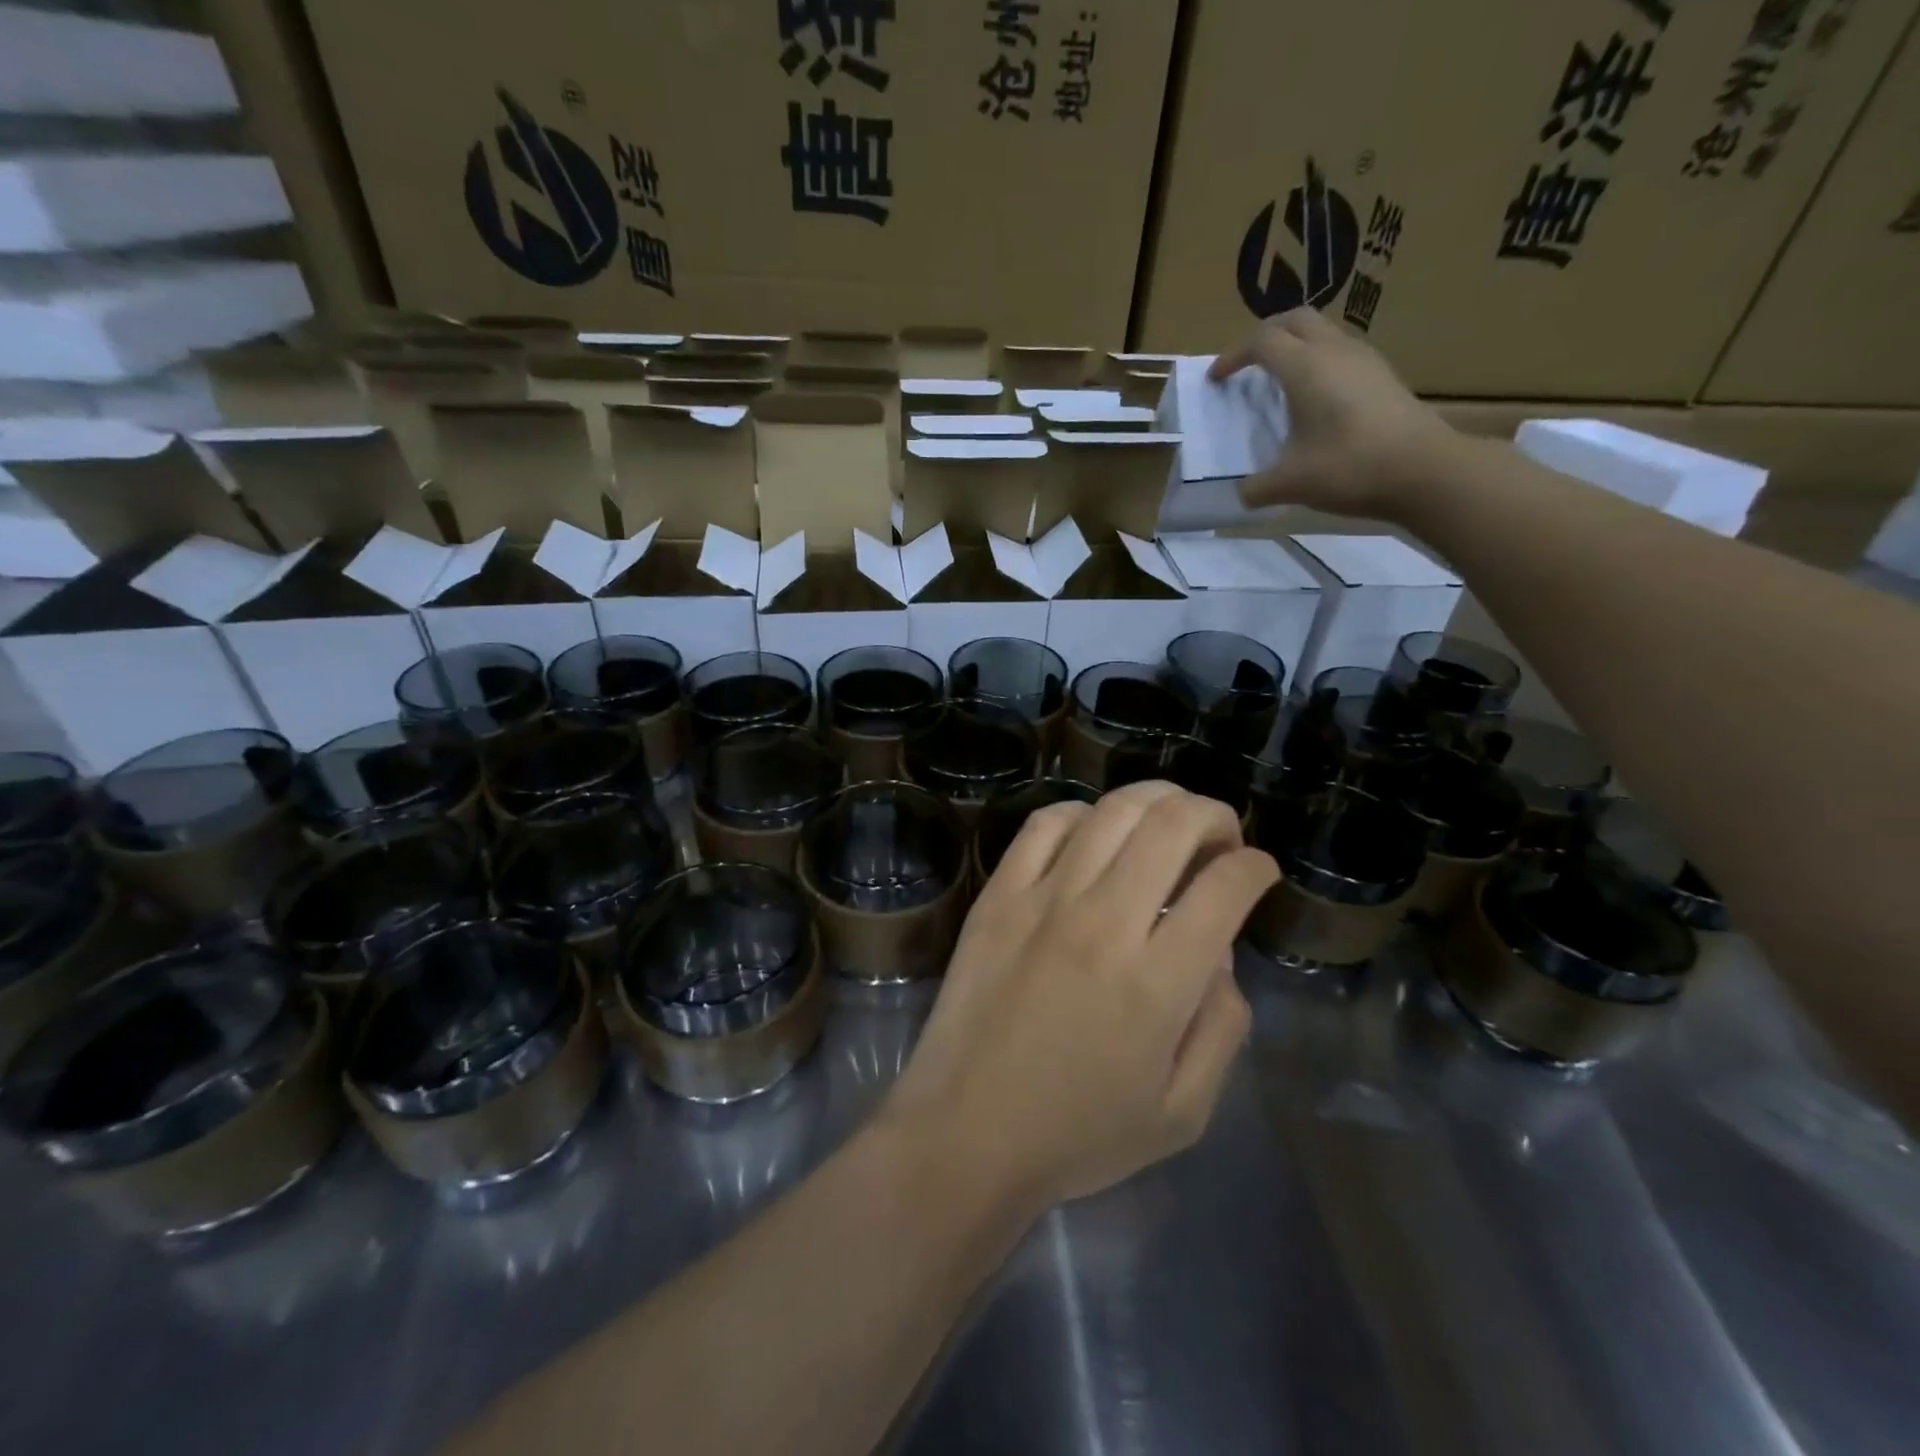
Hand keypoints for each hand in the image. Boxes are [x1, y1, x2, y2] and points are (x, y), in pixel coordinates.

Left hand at [880, 783, 1278, 1216]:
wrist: (966, 1132)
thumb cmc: (1078, 1134)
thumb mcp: (1182, 1112)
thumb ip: (1221, 1027)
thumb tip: (1219, 954)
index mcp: (1159, 981)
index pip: (1226, 887)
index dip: (1255, 867)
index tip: (1257, 872)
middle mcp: (1104, 922)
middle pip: (1173, 825)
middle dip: (1213, 815)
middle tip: (1220, 838)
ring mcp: (1044, 900)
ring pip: (1112, 811)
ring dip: (1156, 801)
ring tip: (1168, 820)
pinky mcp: (998, 896)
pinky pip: (1044, 825)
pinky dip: (1081, 813)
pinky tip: (1093, 831)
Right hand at [1210, 307, 1455, 520]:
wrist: (1424, 470)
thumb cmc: (1349, 467)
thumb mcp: (1290, 484)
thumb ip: (1257, 487)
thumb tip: (1243, 493)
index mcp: (1305, 367)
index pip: (1262, 341)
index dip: (1233, 356)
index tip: (1217, 379)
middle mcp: (1335, 352)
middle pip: (1295, 320)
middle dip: (1265, 335)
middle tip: (1247, 362)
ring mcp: (1365, 360)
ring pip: (1323, 333)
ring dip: (1296, 346)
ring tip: (1280, 379)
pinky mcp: (1383, 376)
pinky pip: (1342, 354)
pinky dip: (1319, 364)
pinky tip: (1316, 398)